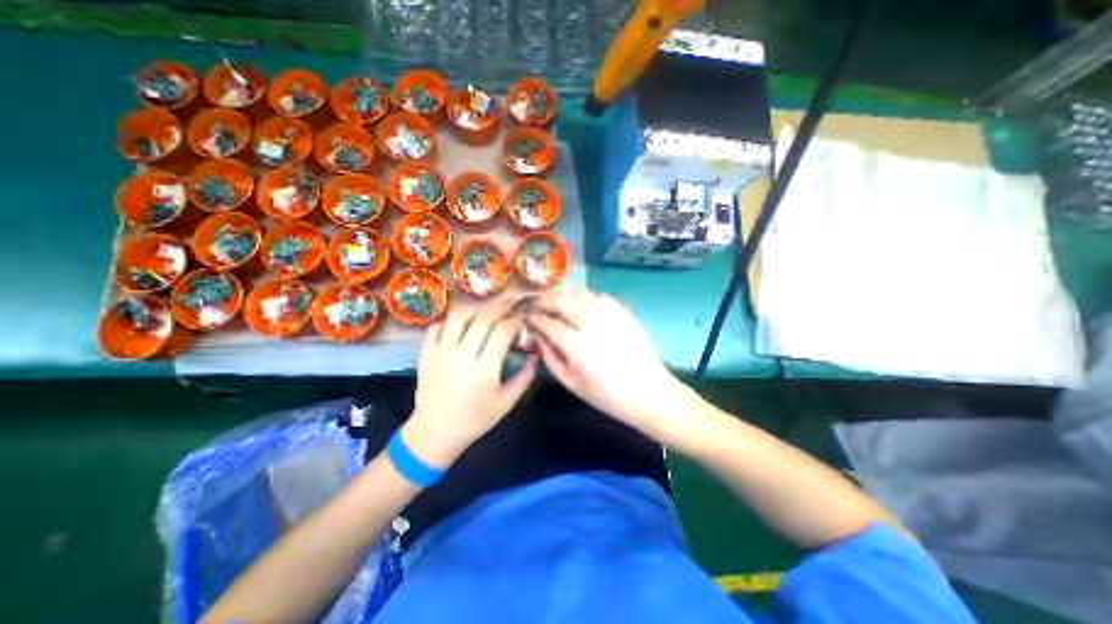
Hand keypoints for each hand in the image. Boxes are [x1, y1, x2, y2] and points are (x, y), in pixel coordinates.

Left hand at [406, 301, 538, 466]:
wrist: (434, 433)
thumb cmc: (476, 420)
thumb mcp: (507, 402)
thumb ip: (525, 376)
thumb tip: (535, 353)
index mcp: (484, 371)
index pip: (503, 332)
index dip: (516, 320)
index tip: (523, 318)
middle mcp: (461, 356)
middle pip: (483, 318)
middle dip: (501, 306)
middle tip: (511, 302)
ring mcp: (440, 352)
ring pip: (459, 316)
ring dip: (476, 308)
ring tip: (487, 309)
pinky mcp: (426, 353)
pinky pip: (437, 326)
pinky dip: (451, 320)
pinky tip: (462, 324)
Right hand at [527, 287, 692, 438]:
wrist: (648, 392)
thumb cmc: (607, 395)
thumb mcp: (571, 383)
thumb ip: (550, 356)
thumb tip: (537, 334)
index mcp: (577, 346)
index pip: (547, 321)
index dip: (533, 316)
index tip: (526, 315)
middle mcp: (592, 323)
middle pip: (561, 299)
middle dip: (544, 300)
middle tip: (538, 306)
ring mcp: (610, 314)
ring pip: (579, 291)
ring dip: (563, 295)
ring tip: (557, 304)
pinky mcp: (623, 311)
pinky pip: (597, 295)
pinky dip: (584, 297)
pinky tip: (582, 306)